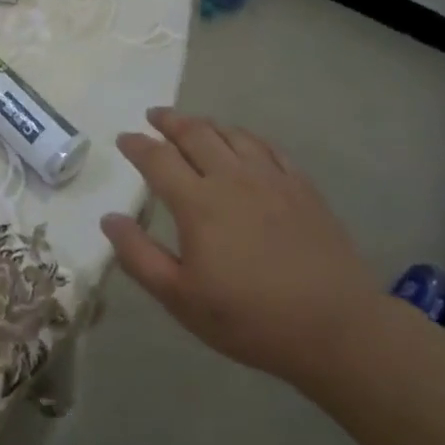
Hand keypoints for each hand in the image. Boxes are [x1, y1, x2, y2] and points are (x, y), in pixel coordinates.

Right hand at [102, 107, 383, 390]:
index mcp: (198, 203)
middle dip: (169, 121)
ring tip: (193, 124)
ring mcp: (271, 179)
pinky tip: (243, 143)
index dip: (137, 145)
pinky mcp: (302, 187)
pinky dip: (245, 137)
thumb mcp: (180, 299)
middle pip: (195, 134)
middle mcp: (232, 178)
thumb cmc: (249, 318)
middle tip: (154, 116)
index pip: (158, 159)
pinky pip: (268, 148)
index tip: (124, 138)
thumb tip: (109, 219)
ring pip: (232, 134)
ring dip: (206, 124)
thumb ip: (139, 256)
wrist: (335, 328)